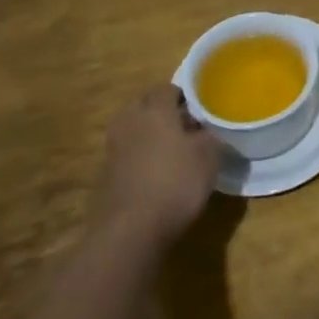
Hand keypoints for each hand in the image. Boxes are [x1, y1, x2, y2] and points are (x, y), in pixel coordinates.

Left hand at [91, 84, 221, 246]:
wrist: (130, 231)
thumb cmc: (175, 182)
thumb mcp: (209, 156)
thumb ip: (211, 136)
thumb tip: (208, 131)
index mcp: (154, 109)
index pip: (167, 88)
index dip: (185, 95)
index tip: (201, 109)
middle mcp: (130, 122)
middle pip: (146, 106)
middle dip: (164, 112)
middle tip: (187, 126)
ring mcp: (114, 149)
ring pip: (135, 130)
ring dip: (151, 135)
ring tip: (175, 151)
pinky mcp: (107, 175)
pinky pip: (128, 154)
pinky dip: (142, 158)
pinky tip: (159, 174)